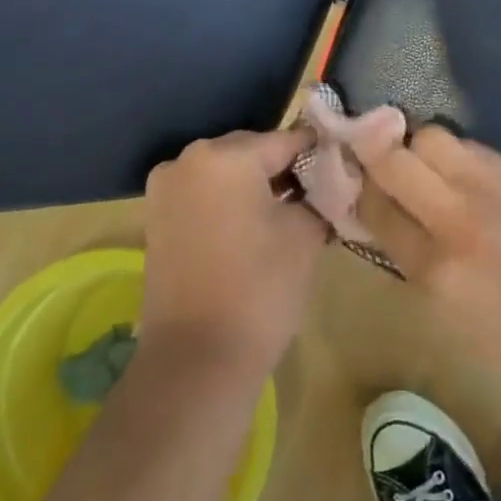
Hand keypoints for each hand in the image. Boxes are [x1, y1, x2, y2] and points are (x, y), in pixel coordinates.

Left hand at [140, 128, 328, 378]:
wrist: (196, 360)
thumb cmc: (259, 289)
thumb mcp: (305, 234)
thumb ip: (318, 194)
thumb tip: (325, 182)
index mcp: (226, 155)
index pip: (287, 140)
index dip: (319, 154)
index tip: (343, 170)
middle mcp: (189, 159)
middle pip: (253, 151)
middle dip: (285, 169)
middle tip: (318, 197)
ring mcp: (166, 188)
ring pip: (227, 173)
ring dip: (257, 186)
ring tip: (289, 216)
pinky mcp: (157, 218)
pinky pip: (205, 194)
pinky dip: (230, 203)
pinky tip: (255, 230)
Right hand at [345, 114, 500, 411]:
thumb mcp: (456, 326)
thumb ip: (420, 271)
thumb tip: (398, 231)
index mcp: (432, 272)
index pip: (374, 209)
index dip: (360, 191)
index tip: (358, 184)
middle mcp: (453, 221)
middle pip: (392, 160)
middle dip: (377, 154)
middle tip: (380, 159)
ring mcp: (491, 192)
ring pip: (431, 138)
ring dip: (418, 146)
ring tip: (427, 164)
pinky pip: (474, 147)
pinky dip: (459, 154)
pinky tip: (466, 171)